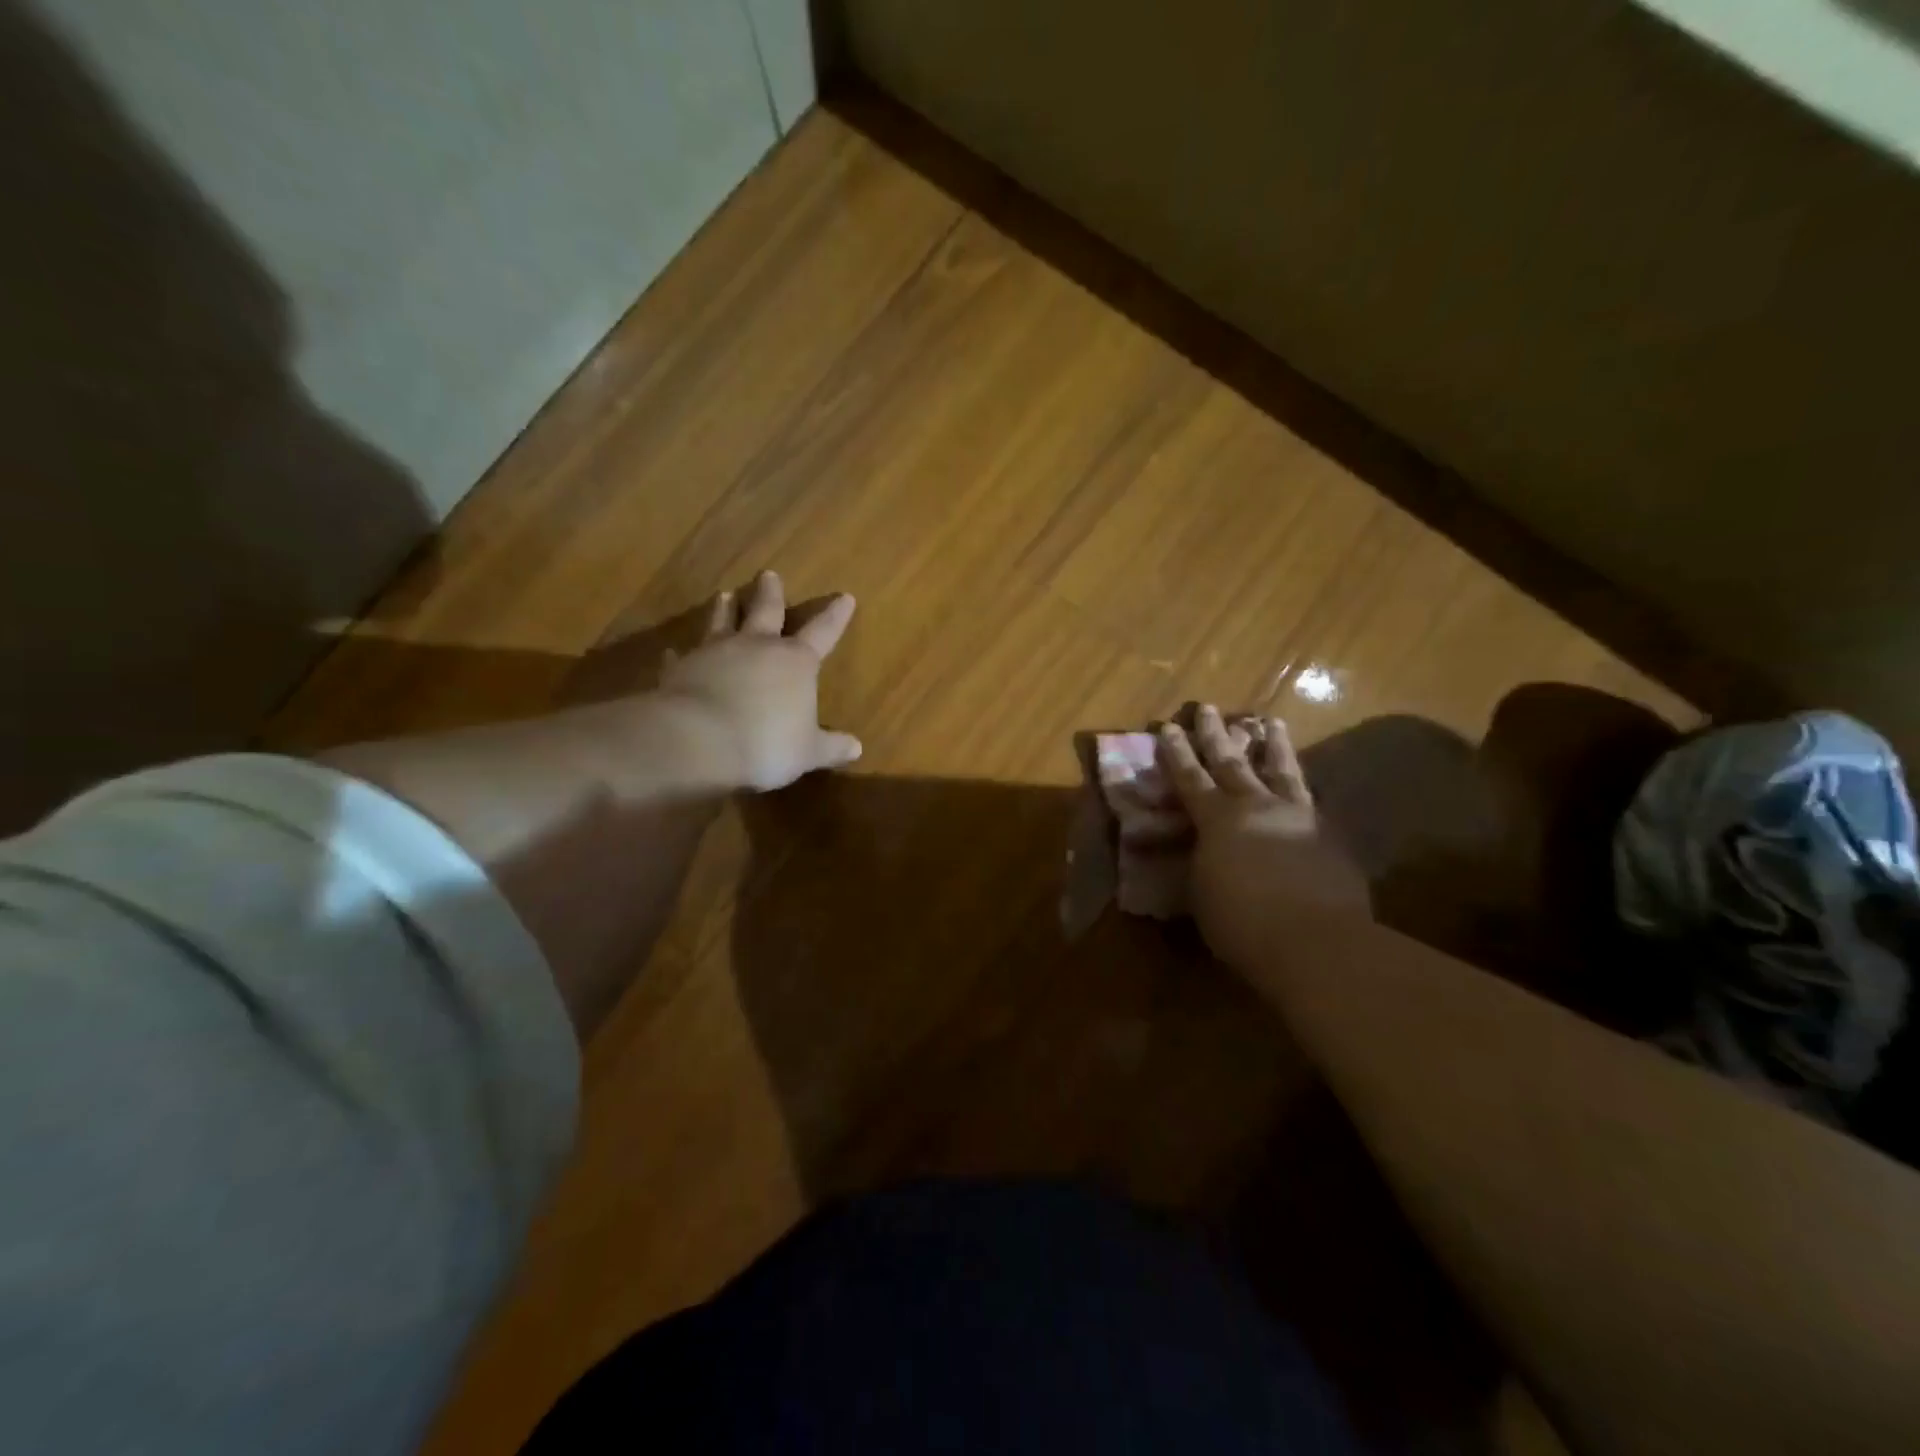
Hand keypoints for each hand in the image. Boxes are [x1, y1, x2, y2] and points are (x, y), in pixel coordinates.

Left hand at [659, 571, 861, 791]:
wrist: (698, 742)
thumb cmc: (766, 744)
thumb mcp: (808, 752)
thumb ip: (831, 747)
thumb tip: (857, 748)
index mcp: (796, 662)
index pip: (823, 632)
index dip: (835, 616)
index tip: (845, 597)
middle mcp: (757, 646)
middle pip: (766, 610)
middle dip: (770, 593)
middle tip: (769, 575)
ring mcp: (716, 653)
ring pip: (722, 621)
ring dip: (725, 608)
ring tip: (724, 595)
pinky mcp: (681, 668)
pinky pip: (682, 656)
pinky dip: (681, 654)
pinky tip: (674, 652)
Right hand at [1157, 706, 1369, 967]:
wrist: (1317, 942)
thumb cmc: (1242, 923)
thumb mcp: (1202, 893)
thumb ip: (1200, 863)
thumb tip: (1200, 851)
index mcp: (1217, 820)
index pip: (1191, 778)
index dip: (1177, 753)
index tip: (1169, 727)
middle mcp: (1256, 806)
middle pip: (1232, 763)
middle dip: (1216, 735)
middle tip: (1208, 708)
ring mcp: (1298, 816)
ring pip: (1282, 770)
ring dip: (1273, 745)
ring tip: (1272, 722)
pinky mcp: (1329, 835)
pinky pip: (1311, 799)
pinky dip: (1302, 785)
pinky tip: (1305, 782)